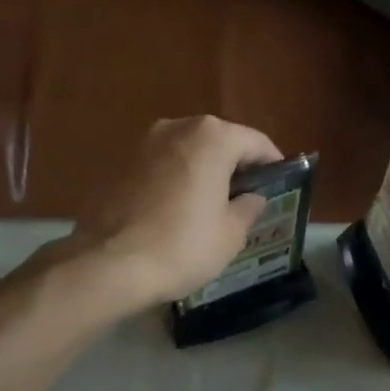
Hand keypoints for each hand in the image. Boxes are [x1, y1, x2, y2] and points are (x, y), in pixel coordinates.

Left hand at [67, 116, 284, 309]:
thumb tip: (252, 197)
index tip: (280, 186)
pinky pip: (161, 166)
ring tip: (211, 206)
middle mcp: (177, 127)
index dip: (273, 165)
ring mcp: (143, 143)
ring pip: (187, 152)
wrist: (109, 263)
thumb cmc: (182, 246)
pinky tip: (176, 211)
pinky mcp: (119, 163)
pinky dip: (175, 180)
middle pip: (219, 141)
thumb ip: (248, 207)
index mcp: (212, 138)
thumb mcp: (230, 234)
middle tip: (247, 198)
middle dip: (235, 166)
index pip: (256, 142)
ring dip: (203, 172)